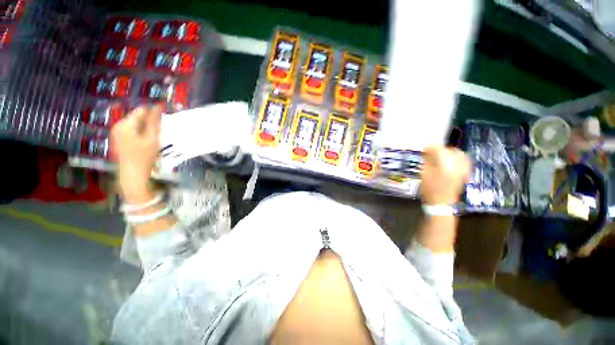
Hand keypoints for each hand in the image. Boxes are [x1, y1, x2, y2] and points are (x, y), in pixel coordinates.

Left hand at [111, 105, 161, 203]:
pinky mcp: (119, 139)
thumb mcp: (152, 138)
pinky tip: (146, 142)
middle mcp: (118, 125)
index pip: (142, 110)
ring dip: (146, 128)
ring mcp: (117, 133)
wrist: (132, 174)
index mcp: (125, 124)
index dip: (154, 114)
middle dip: (149, 122)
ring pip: (135, 124)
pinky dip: (140, 133)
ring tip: (153, 138)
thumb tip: (158, 106)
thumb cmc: (144, 156)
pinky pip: (132, 131)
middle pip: (137, 117)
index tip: (163, 122)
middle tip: (159, 132)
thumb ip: (154, 122)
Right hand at [420, 146, 470, 204]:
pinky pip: (465, 160)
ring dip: (450, 152)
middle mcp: (457, 165)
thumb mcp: (424, 174)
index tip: (424, 148)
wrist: (441, 203)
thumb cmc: (429, 189)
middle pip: (450, 150)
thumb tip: (427, 151)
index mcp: (444, 165)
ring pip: (459, 154)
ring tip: (441, 155)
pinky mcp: (465, 173)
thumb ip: (427, 161)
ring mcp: (463, 169)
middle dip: (441, 149)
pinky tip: (451, 160)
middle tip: (432, 152)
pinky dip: (458, 157)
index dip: (431, 147)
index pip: (439, 149)